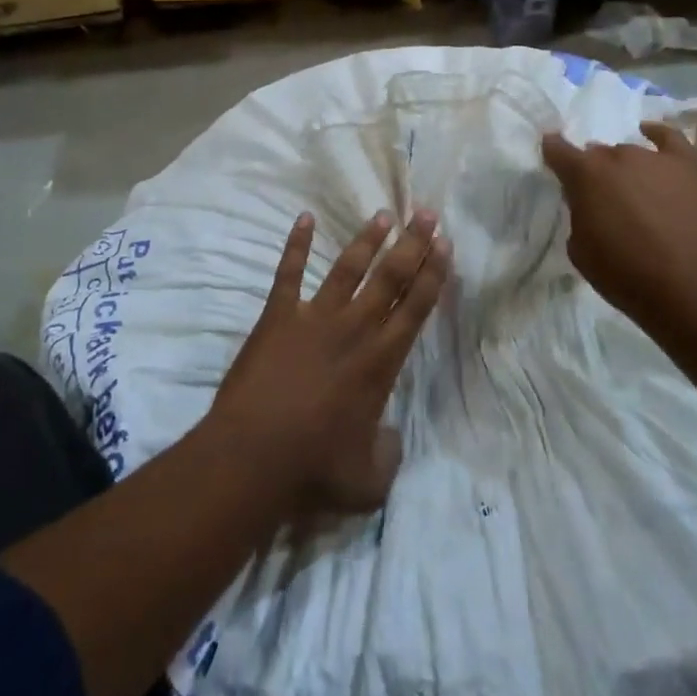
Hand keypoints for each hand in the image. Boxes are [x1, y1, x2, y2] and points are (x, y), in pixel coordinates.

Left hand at [208, 209, 450, 515]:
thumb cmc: (312, 471)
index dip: (433, 274)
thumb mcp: (368, 482)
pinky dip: (295, 244)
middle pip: (390, 277)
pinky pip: (288, 272)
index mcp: (380, 363)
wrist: (252, 457)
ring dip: (367, 240)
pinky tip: (304, 218)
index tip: (444, 244)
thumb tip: (391, 439)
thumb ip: (388, 457)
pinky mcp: (277, 316)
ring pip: (347, 268)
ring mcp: (313, 318)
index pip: (415, 308)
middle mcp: (353, 330)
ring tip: (384, 214)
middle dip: (412, 244)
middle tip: (426, 213)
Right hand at [542, 121, 696, 334]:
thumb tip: (589, 204)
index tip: (551, 156)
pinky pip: (670, 138)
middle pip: (598, 154)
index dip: (553, 152)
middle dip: (594, 172)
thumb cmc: (629, 277)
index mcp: (585, 175)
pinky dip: (657, 134)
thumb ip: (579, 217)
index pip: (558, 150)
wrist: (696, 291)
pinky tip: (650, 134)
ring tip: (633, 191)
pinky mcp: (691, 166)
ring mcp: (656, 158)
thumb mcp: (581, 252)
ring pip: (630, 152)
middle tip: (601, 199)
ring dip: (625, 168)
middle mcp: (618, 156)